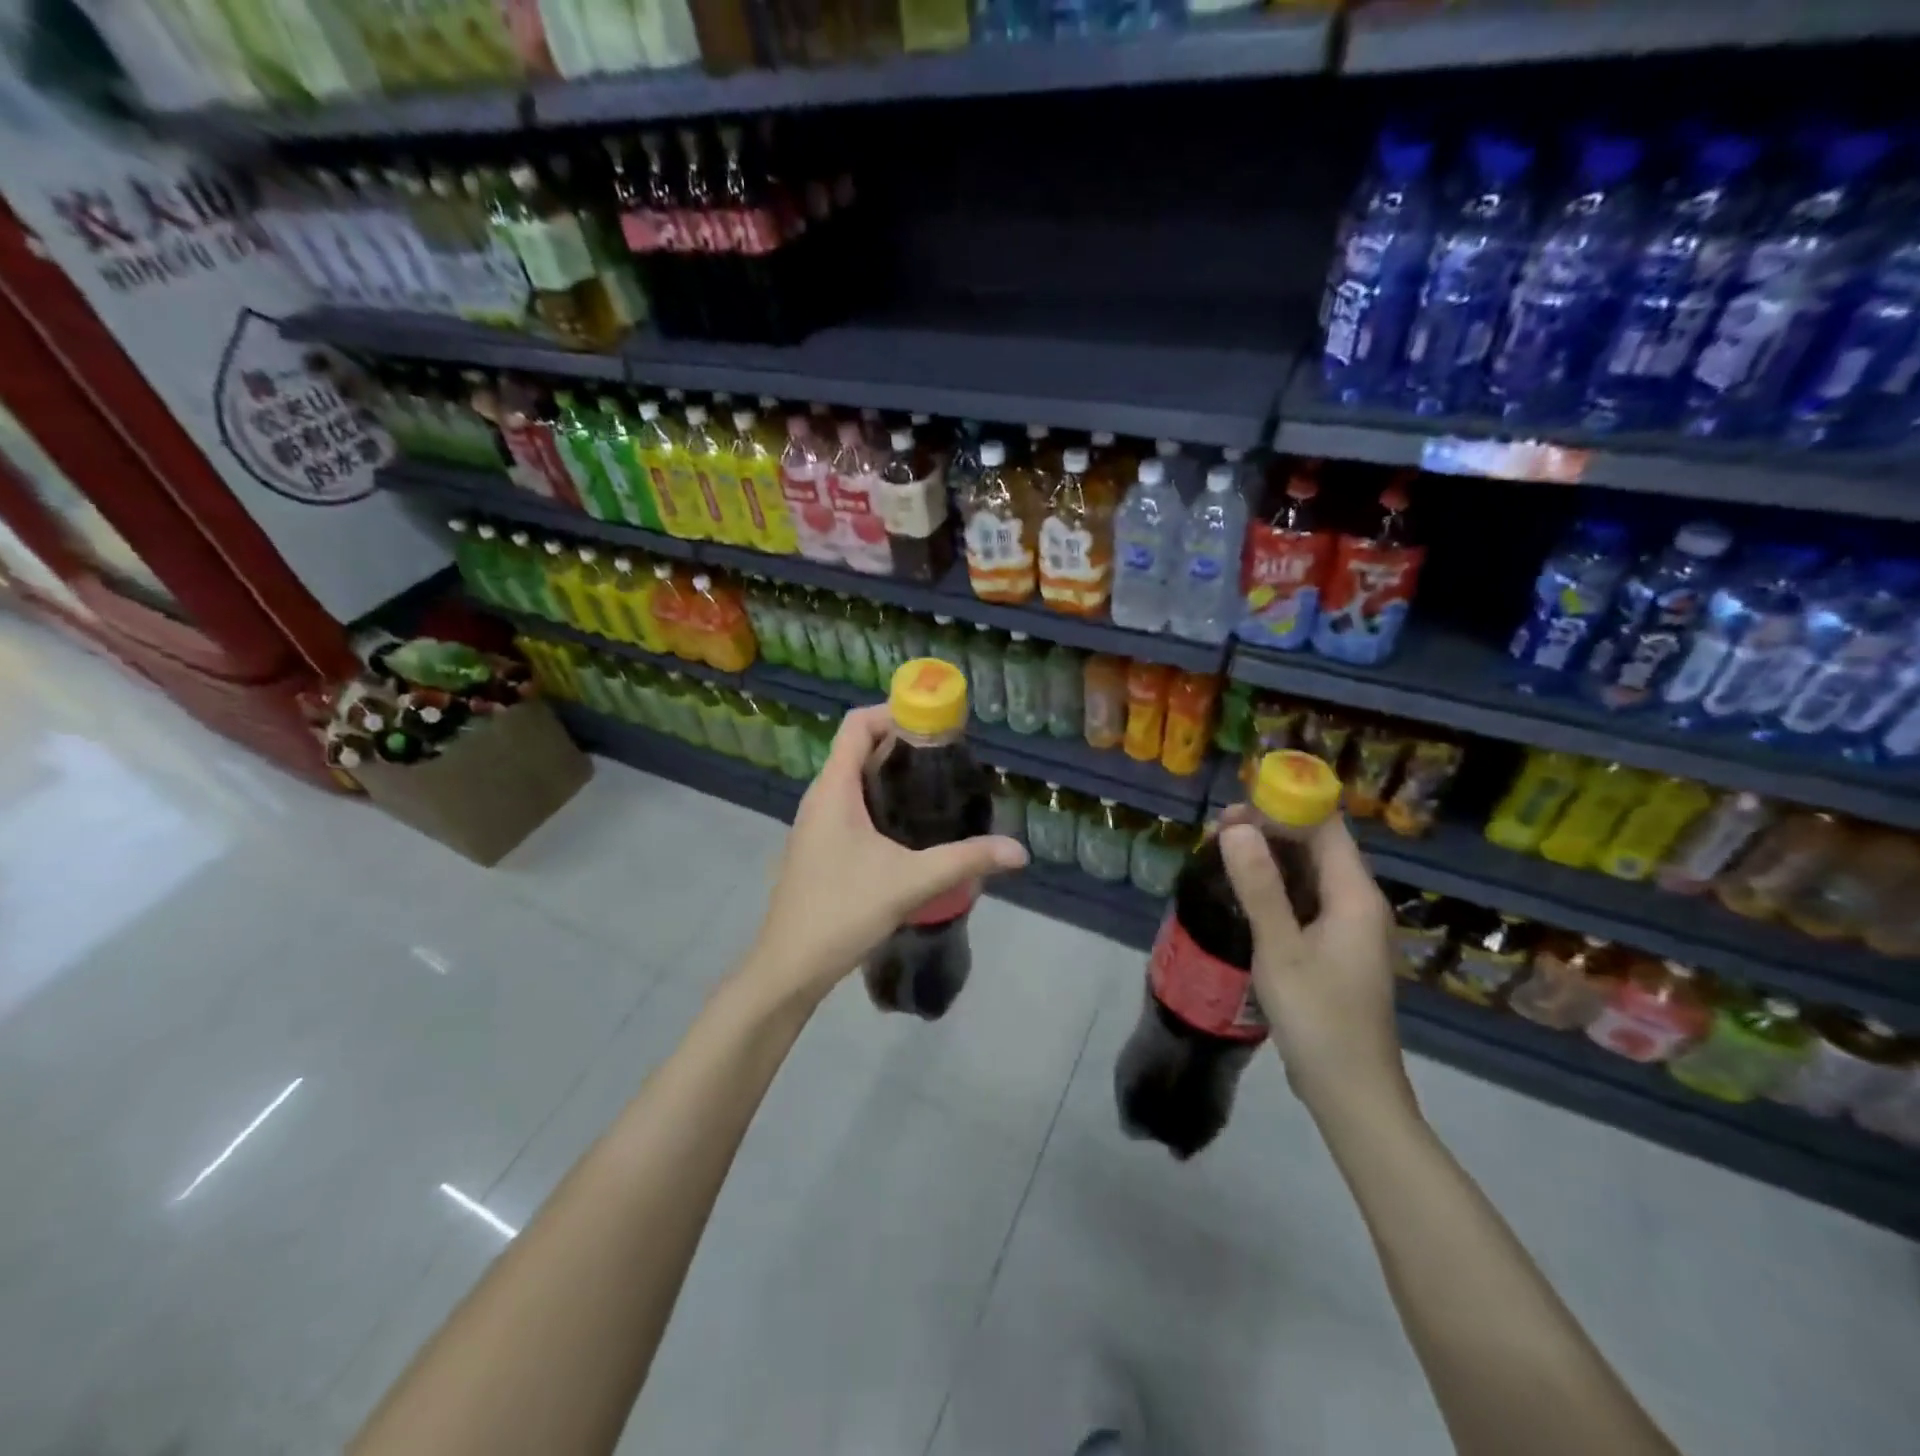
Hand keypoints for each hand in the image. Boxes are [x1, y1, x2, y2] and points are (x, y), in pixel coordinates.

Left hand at [747, 705, 1026, 1004]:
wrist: (789, 967)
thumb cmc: (842, 911)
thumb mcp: (910, 883)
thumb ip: (965, 861)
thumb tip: (1018, 851)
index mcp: (833, 789)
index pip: (857, 724)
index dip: (894, 712)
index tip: (936, 724)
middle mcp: (820, 797)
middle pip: (858, 748)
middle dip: (902, 743)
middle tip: (948, 757)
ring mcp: (816, 823)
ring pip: (854, 779)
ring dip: (891, 773)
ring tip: (936, 786)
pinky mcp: (820, 846)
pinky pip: (850, 805)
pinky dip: (880, 799)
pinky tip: (910, 827)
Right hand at [1217, 816, 1411, 1122]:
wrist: (1351, 1092)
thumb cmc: (1318, 1018)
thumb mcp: (1280, 948)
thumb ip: (1259, 886)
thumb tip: (1237, 827)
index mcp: (1355, 896)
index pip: (1326, 827)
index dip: (1284, 808)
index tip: (1233, 810)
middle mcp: (1359, 904)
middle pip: (1318, 847)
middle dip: (1270, 830)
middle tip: (1216, 833)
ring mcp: (1349, 928)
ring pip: (1310, 874)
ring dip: (1269, 859)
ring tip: (1221, 855)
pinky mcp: (1336, 949)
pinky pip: (1306, 901)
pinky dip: (1276, 888)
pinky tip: (1244, 894)